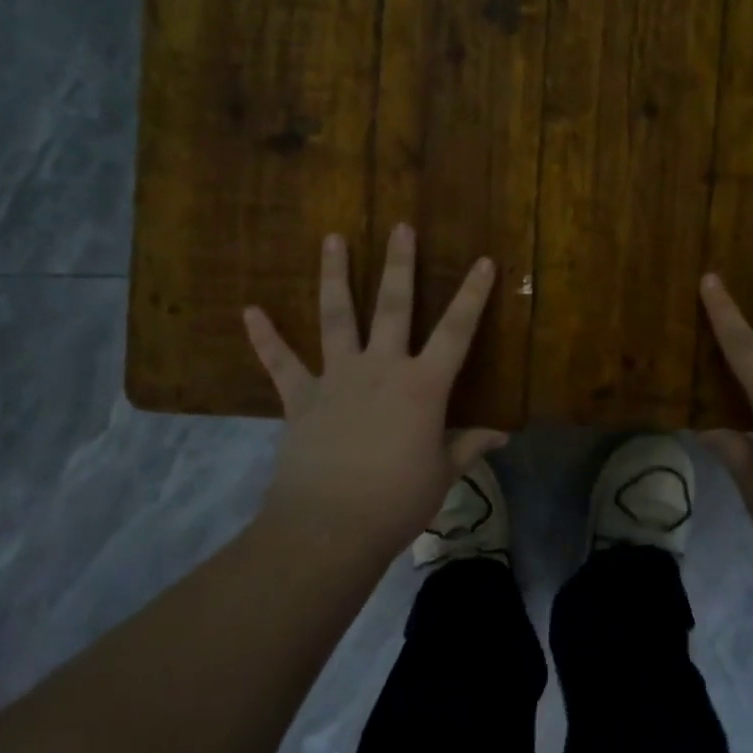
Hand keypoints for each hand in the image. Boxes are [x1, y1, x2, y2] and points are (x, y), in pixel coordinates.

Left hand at [245, 224, 505, 559]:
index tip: (484, 261)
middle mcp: (381, 368)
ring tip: (333, 238)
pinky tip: (250, 311)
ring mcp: (337, 378)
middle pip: (393, 306)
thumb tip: (503, 433)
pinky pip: (280, 362)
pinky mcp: (301, 397)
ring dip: (335, 275)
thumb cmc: (396, 501)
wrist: (330, 527)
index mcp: (422, 386)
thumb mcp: (442, 473)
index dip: (473, 295)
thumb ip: (470, 445)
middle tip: (401, 226)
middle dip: (400, 264)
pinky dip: (265, 337)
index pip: (456, 331)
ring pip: (337, 316)